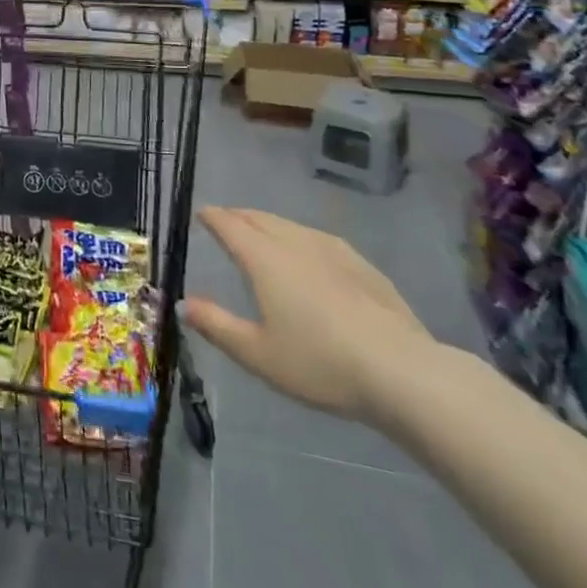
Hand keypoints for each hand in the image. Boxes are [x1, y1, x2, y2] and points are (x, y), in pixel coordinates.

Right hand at [181, 207, 436, 424]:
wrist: (403, 373)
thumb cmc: (320, 363)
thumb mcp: (257, 354)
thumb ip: (216, 325)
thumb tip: (183, 304)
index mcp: (264, 258)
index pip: (230, 225)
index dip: (212, 217)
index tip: (201, 214)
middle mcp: (295, 243)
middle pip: (259, 218)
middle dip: (238, 216)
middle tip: (226, 221)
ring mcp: (333, 251)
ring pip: (290, 226)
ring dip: (268, 225)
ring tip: (261, 235)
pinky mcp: (363, 266)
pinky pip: (318, 239)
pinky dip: (299, 238)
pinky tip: (308, 255)